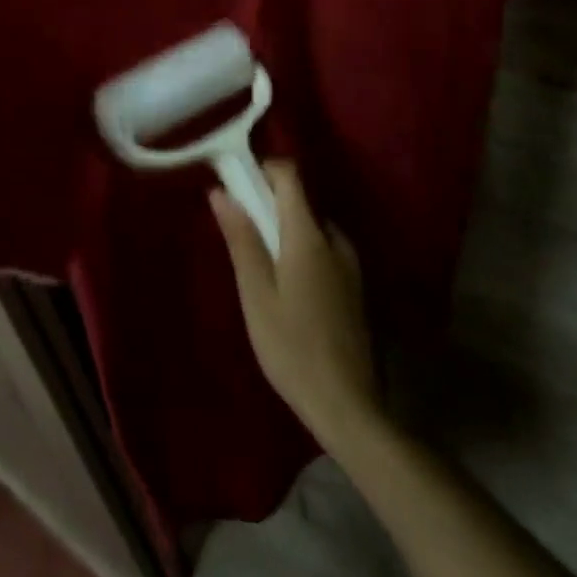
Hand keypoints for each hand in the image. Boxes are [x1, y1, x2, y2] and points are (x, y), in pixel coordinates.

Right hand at [212, 161, 380, 452]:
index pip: (290, 175)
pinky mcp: (354, 287)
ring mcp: (349, 264)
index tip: (236, 185)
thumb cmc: (292, 347)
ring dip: (284, 231)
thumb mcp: (256, 294)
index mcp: (309, 235)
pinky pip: (323, 249)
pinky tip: (287, 290)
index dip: (262, 170)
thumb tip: (221, 192)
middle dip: (267, 205)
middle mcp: (334, 239)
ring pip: (310, 227)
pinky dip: (300, 251)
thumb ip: (241, 239)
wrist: (348, 407)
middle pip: (299, 200)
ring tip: (259, 269)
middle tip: (239, 235)